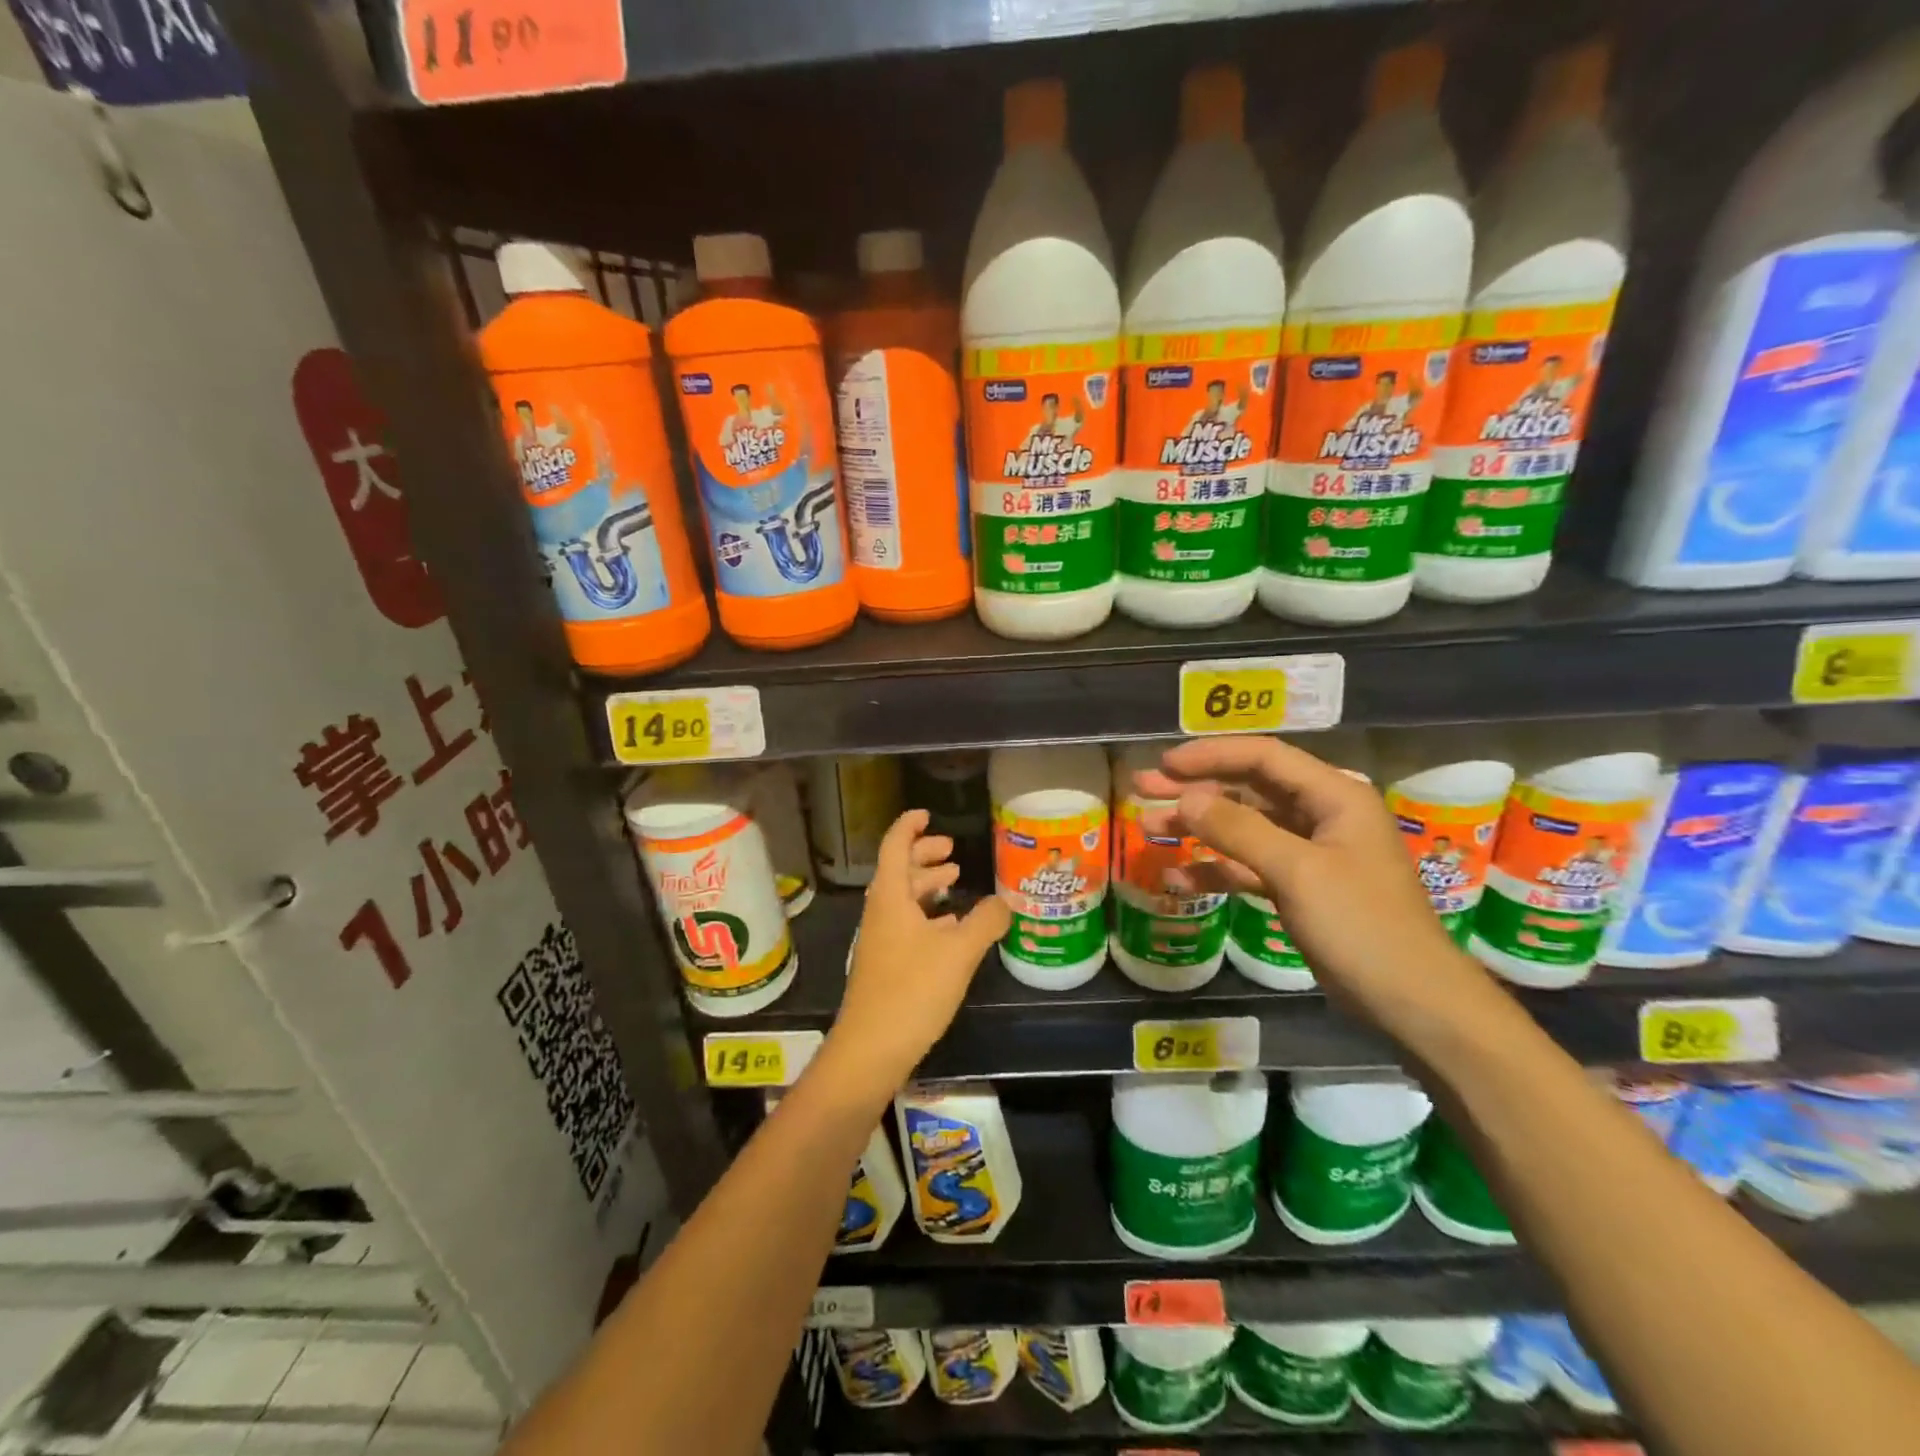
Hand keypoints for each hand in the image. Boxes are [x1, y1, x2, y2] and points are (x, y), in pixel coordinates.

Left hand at [817, 810, 1009, 1100]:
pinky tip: (950, 929)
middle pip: (899, 871)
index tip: (927, 814)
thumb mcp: (958, 952)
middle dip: (924, 856)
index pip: (895, 846)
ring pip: (903, 900)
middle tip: (951, 850)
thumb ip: (985, 922)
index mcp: (890, 897)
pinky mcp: (886, 966)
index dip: (909, 827)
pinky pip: (906, 925)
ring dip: (926, 886)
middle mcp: (881, 913)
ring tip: (954, 882)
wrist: (871, 1049)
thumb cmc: (912, 990)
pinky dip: (927, 916)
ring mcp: (881, 941)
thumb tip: (1005, 900)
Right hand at [1137, 736, 1486, 1034]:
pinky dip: (1216, 870)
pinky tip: (1179, 879)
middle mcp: (1322, 815)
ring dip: (1198, 828)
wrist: (1413, 1002)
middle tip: (1143, 789)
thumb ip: (1239, 830)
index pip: (1264, 757)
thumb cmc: (1362, 926)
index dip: (1210, 756)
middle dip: (1195, 789)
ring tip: (1151, 830)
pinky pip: (1249, 867)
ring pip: (1243, 828)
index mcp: (1334, 796)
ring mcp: (1310, 854)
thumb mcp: (1298, 872)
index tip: (1164, 765)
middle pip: (1248, 789)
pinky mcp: (1300, 888)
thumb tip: (1187, 799)